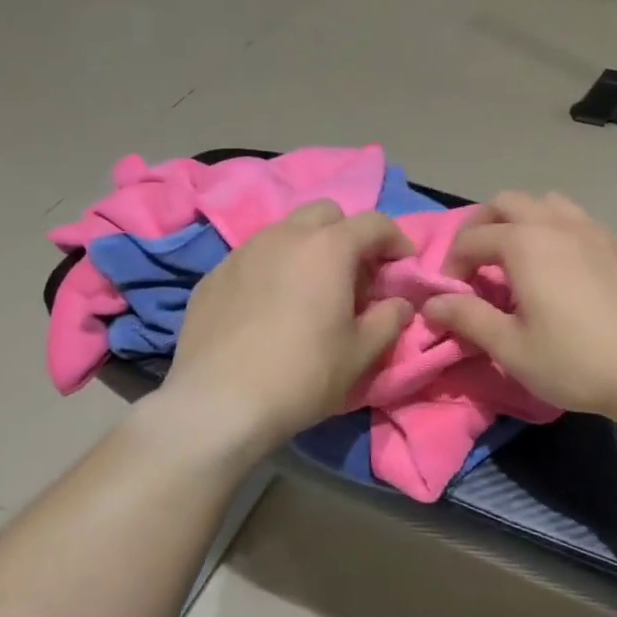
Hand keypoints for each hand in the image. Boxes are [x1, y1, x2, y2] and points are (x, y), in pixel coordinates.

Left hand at [162, 201, 416, 446]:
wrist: (219, 402)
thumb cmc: (303, 375)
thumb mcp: (360, 353)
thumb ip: (389, 320)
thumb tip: (399, 304)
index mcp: (328, 248)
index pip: (373, 222)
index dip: (395, 240)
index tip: (402, 266)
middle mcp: (284, 236)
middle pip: (325, 213)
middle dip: (347, 234)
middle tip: (354, 274)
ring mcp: (243, 252)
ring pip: (284, 232)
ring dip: (307, 249)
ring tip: (310, 290)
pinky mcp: (214, 275)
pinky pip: (253, 257)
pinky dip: (272, 269)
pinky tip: (269, 308)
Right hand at [421, 192, 616, 418]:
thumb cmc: (575, 360)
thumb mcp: (510, 347)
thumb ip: (467, 318)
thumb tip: (431, 305)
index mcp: (525, 244)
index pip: (472, 239)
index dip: (452, 265)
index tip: (451, 296)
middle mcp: (557, 224)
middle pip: (507, 202)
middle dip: (482, 226)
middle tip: (477, 263)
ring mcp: (593, 230)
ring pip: (546, 203)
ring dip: (522, 220)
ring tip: (519, 258)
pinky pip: (577, 220)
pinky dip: (556, 230)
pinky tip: (562, 268)